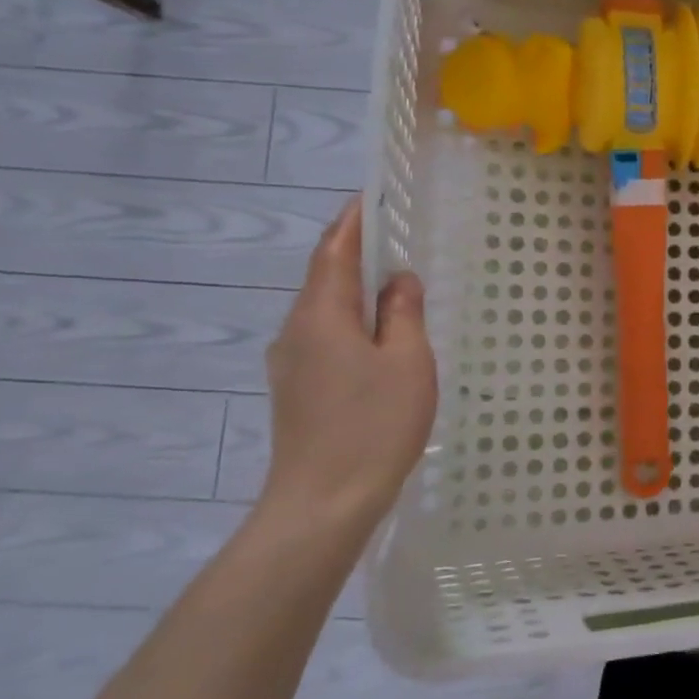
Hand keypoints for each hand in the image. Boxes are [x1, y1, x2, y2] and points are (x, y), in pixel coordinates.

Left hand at [259, 199, 437, 529]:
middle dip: (357, 254)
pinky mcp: (297, 391)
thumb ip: (403, 313)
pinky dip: (352, 323)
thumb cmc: (374, 424)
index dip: (352, 221)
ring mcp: (291, 364)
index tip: (371, 196)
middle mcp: (296, 331)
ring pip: (326, 312)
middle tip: (395, 237)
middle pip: (325, 279)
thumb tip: (398, 279)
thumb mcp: (406, 361)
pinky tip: (380, 338)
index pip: (334, 251)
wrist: (324, 502)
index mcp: (321, 315)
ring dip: (356, 292)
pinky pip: (326, 339)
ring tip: (394, 286)